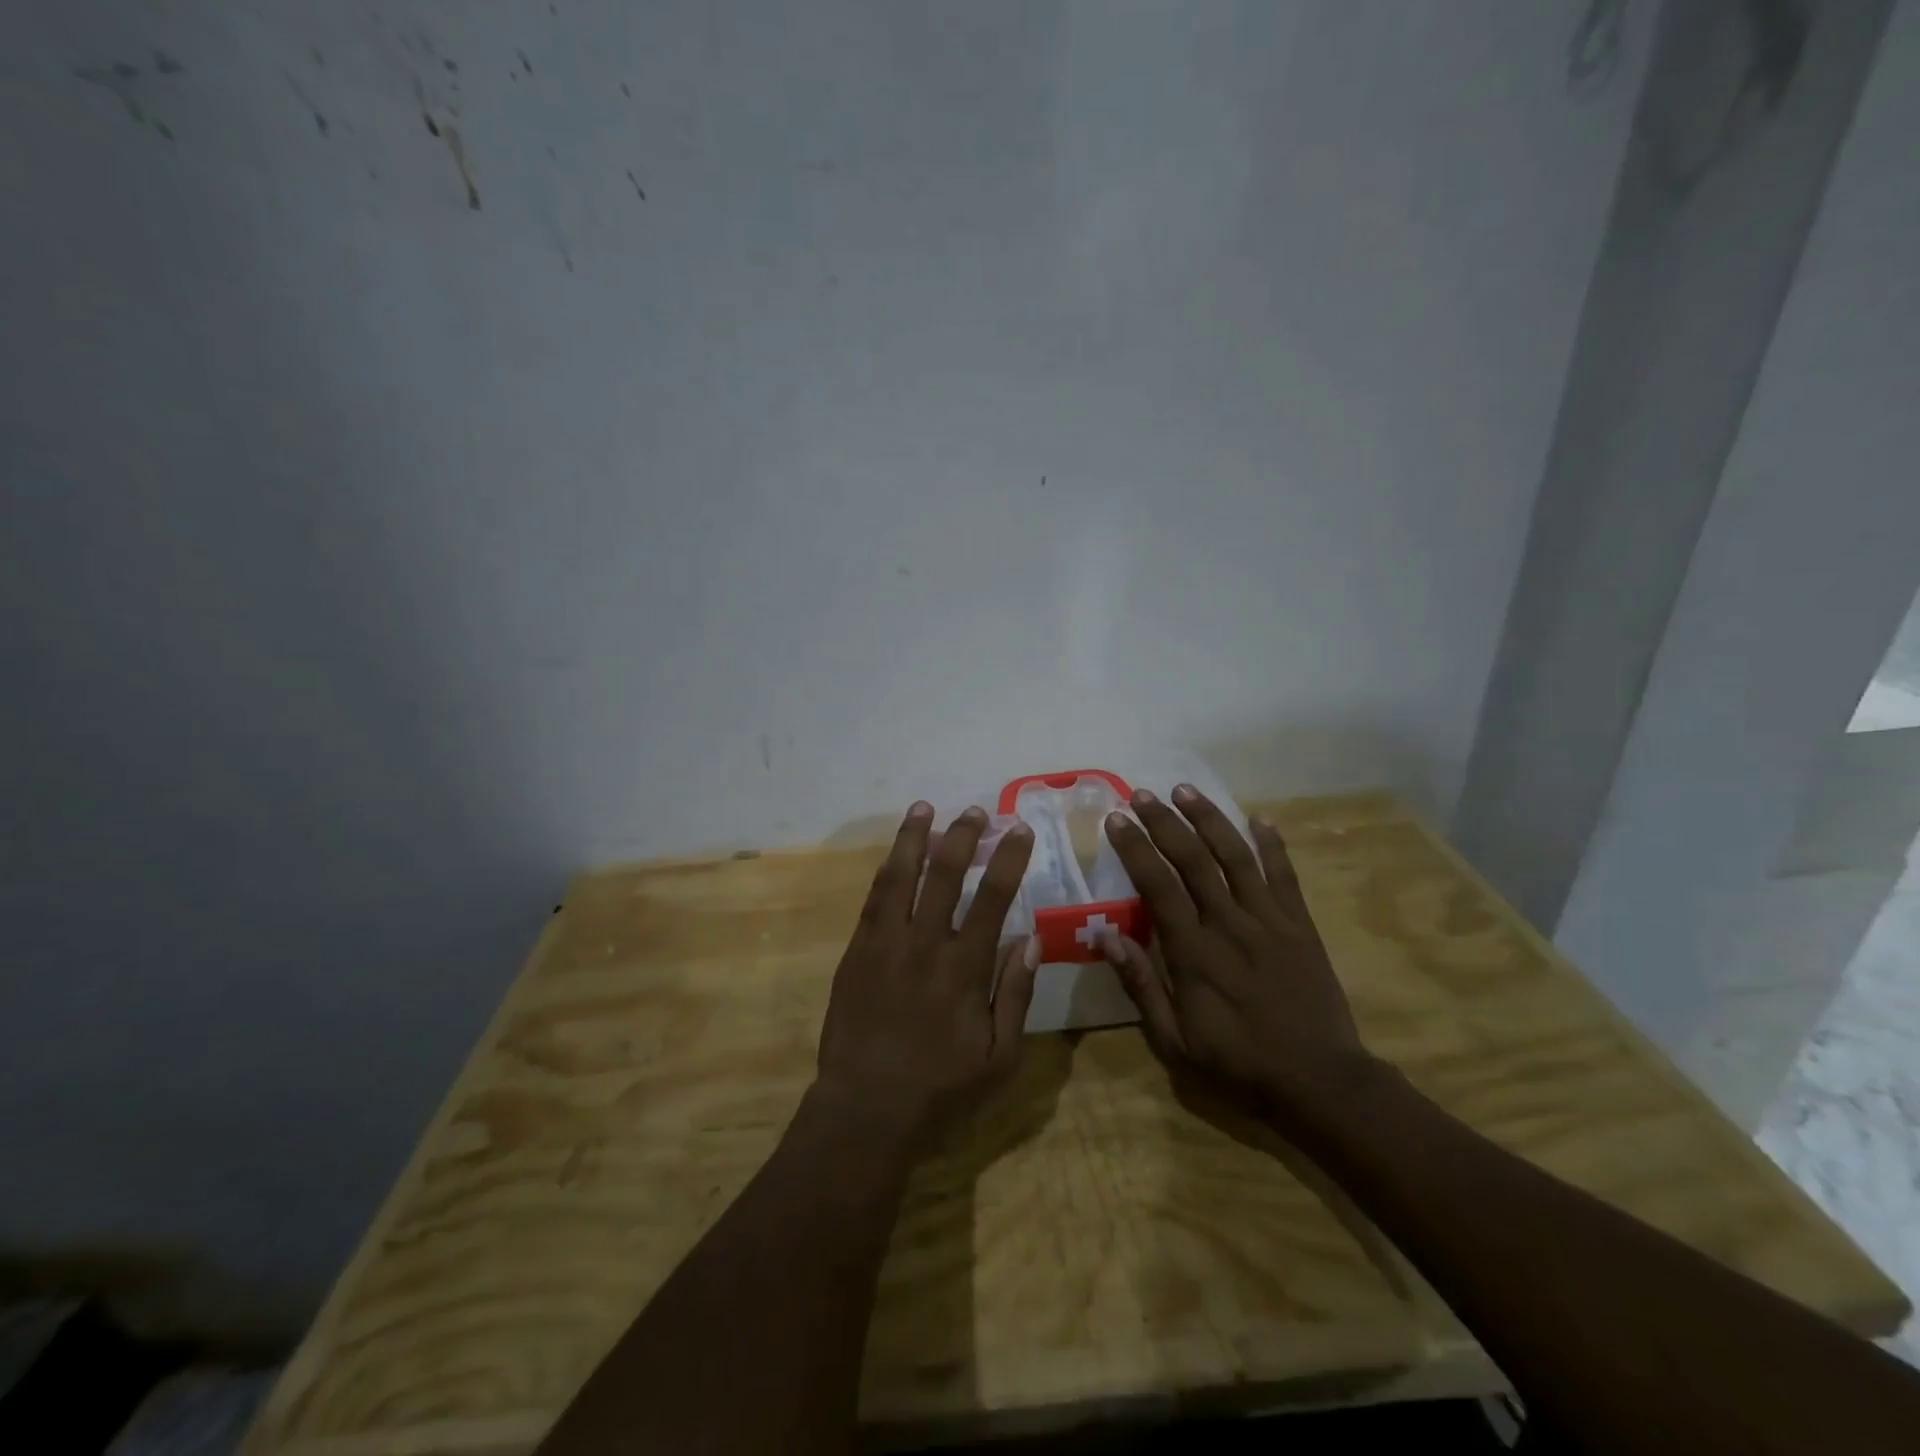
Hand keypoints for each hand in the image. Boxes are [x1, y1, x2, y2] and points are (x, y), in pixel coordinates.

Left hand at [815, 801, 1039, 1147]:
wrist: (866, 1107)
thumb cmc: (941, 1088)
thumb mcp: (1000, 1056)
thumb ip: (1016, 993)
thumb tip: (1032, 938)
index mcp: (965, 967)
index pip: (992, 897)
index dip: (1009, 859)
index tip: (1020, 830)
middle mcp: (925, 943)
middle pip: (945, 874)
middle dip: (964, 836)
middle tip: (979, 812)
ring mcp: (885, 943)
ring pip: (901, 876)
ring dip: (915, 838)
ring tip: (924, 809)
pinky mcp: (857, 951)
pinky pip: (873, 899)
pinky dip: (886, 870)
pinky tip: (894, 854)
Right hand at [1099, 784, 1375, 1126]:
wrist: (1321, 1082)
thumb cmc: (1238, 1064)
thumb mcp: (1175, 1042)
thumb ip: (1141, 987)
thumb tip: (1105, 937)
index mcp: (1194, 953)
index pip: (1158, 886)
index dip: (1136, 849)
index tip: (1117, 819)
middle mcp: (1230, 925)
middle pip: (1194, 860)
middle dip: (1166, 823)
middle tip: (1143, 794)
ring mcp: (1270, 921)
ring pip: (1237, 857)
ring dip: (1210, 820)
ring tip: (1186, 790)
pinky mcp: (1301, 926)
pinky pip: (1285, 876)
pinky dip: (1273, 845)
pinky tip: (1260, 818)